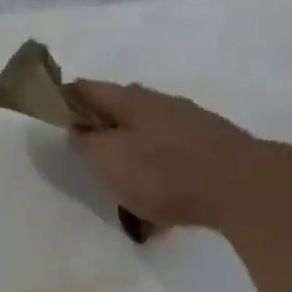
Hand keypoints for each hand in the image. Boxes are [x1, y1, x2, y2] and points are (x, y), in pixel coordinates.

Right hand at [69, 80, 260, 231]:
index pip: (89, 89)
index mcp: (133, 101)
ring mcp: (190, 125)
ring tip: (119, 182)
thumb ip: (87, 143)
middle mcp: (162, 104)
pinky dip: (154, 173)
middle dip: (100, 127)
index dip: (66, 97)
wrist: (240, 187)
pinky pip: (169, 158)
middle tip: (84, 152)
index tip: (52, 112)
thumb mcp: (110, 160)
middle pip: (121, 110)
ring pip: (147, 134)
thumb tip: (77, 129)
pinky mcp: (208, 149)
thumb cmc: (164, 173)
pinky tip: (154, 203)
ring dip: (130, 153)